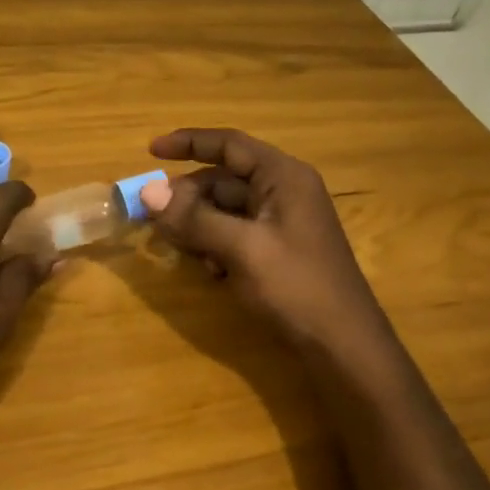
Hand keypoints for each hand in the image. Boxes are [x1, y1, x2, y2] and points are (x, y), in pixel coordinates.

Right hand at [139, 128, 388, 357]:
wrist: (343, 347)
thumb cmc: (297, 287)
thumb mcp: (242, 250)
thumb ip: (194, 219)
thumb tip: (147, 192)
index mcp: (283, 177)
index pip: (229, 144)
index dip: (188, 142)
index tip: (150, 152)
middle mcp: (283, 191)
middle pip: (222, 179)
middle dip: (187, 197)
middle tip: (155, 219)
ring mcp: (281, 222)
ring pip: (224, 209)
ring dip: (198, 225)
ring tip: (182, 249)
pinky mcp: (276, 250)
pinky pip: (234, 234)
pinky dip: (214, 245)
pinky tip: (211, 272)